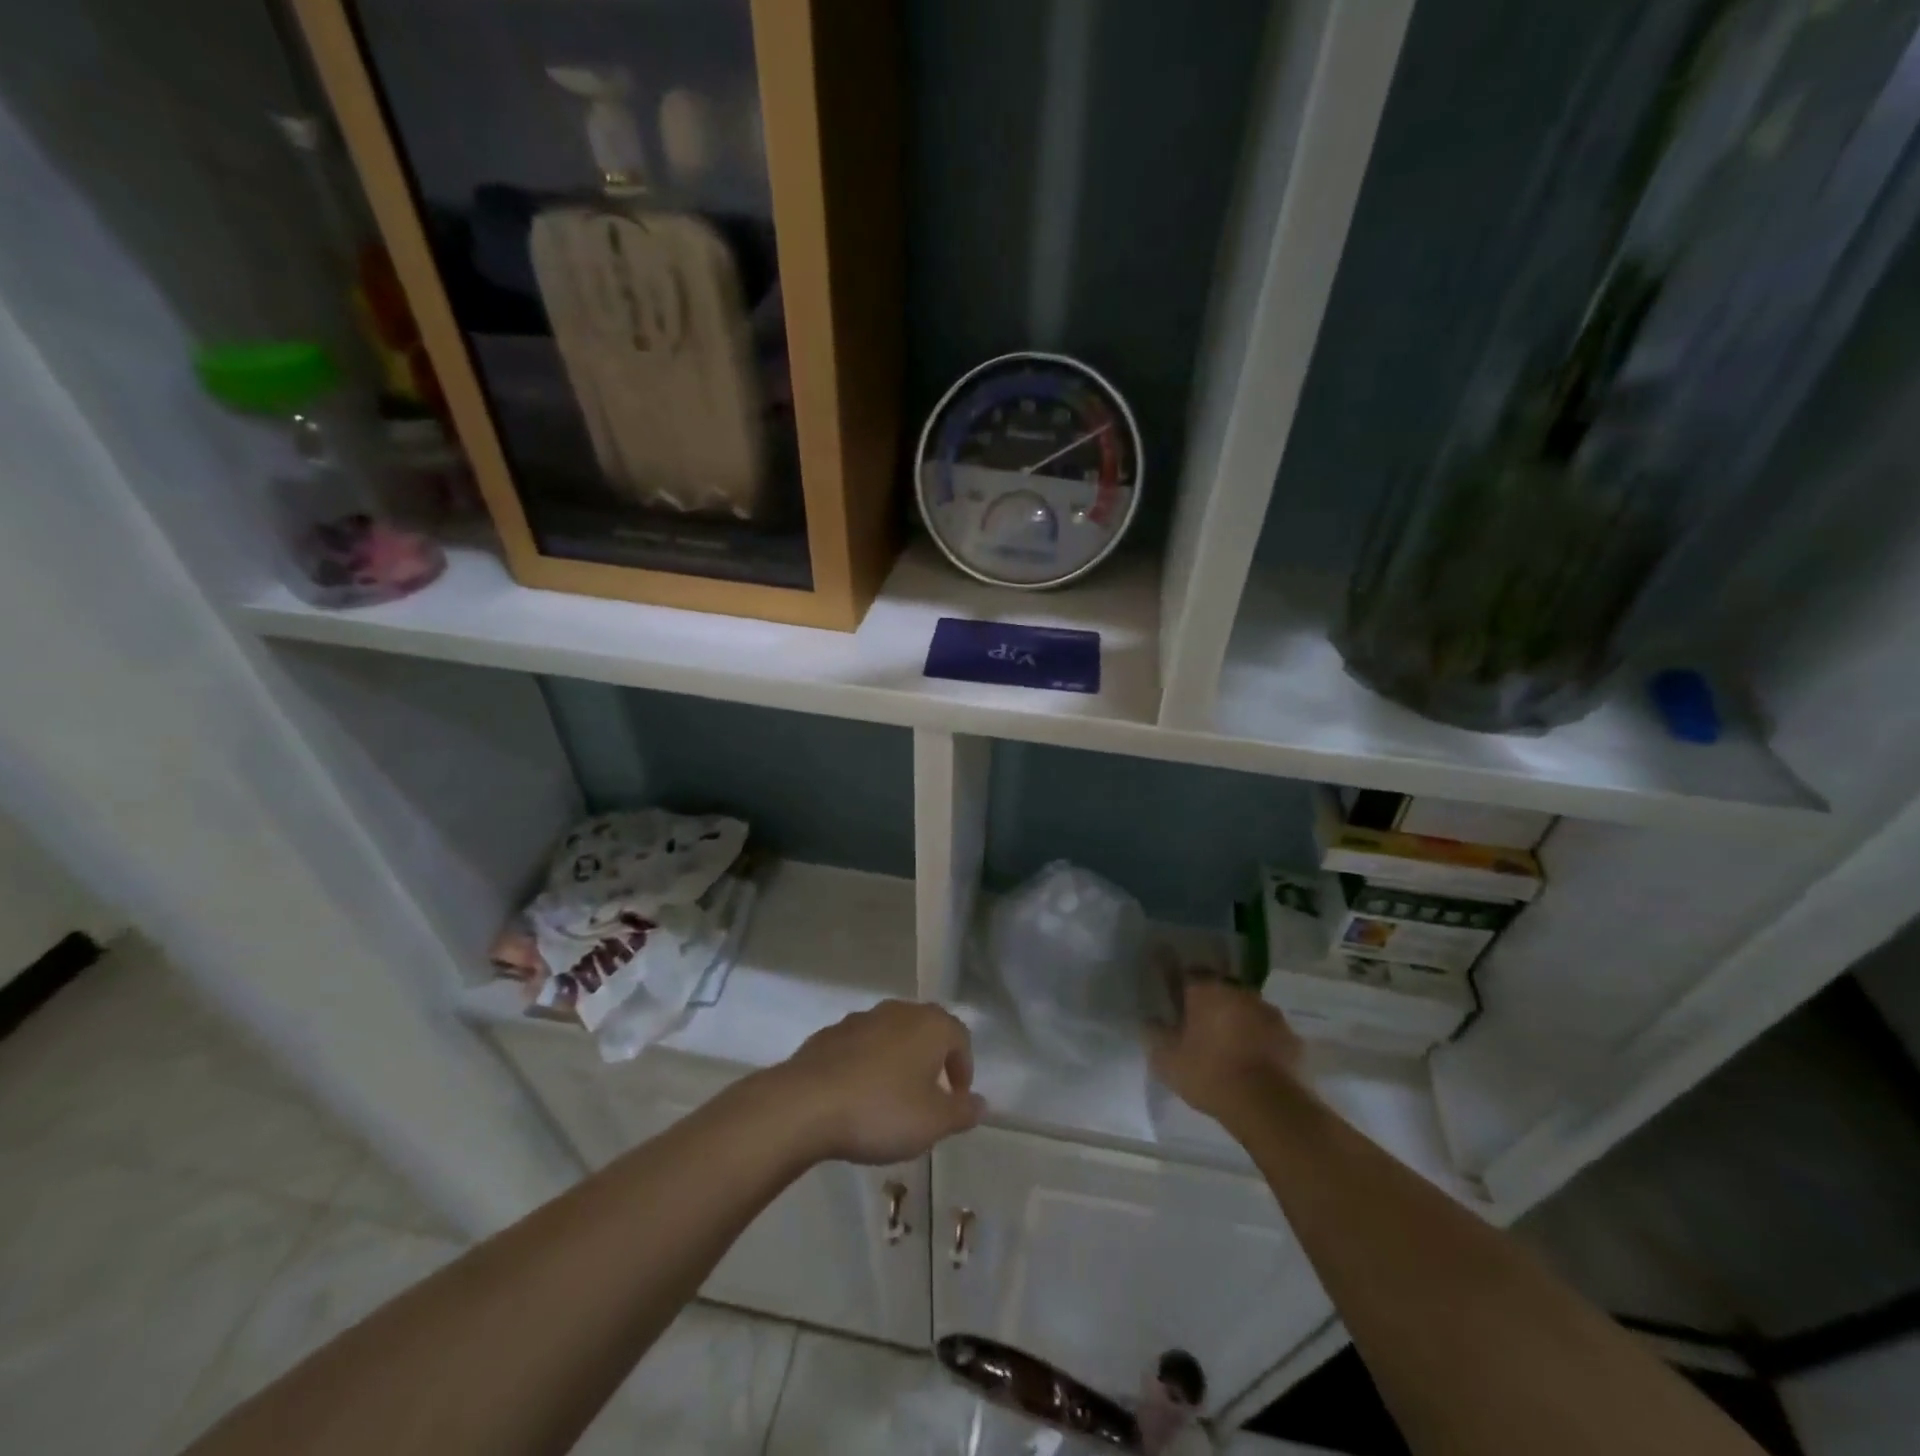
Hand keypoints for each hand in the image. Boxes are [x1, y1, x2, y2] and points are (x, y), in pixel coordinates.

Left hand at [768, 1000, 985, 1164]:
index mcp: (930, 1025)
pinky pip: (860, 1046)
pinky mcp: (829, 1034)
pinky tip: (857, 1095)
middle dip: (932, 1059)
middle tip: (930, 1095)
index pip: (960, 1037)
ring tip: (892, 1098)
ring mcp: (861, 1019)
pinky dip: (867, 1064)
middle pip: (925, 1030)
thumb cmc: (881, 1110)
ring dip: (898, 1060)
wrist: (806, 1103)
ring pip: (891, 1035)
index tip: (957, 1098)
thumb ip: (962, 1112)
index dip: (964, 1067)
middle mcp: (898, 1011)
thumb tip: (981, 1103)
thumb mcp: (933, 1122)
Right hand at [1149, 978, 1304, 1128]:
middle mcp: (1239, 991)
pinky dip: (1258, 1039)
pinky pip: (1267, 1031)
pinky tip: (1251, 1060)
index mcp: (1206, 989)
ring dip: (1235, 1019)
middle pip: (1218, 989)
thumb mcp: (1167, 1060)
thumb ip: (1155, 1035)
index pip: (1185, 974)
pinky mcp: (1291, 1037)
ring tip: (1226, 1044)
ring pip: (1245, 1008)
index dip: (1176, 984)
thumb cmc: (1211, 1075)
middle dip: (1208, 1002)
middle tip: (1197, 1023)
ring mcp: (1269, 1012)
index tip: (1170, 997)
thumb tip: (1150, 1021)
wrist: (1270, 1107)